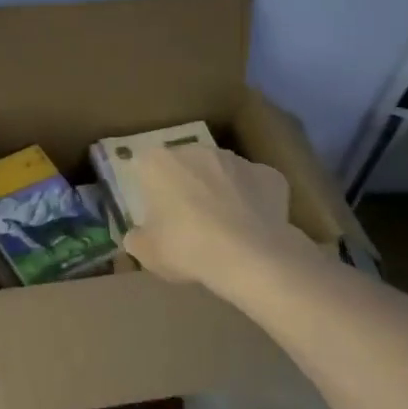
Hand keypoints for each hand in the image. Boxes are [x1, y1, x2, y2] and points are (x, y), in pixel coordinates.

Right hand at [123, 145, 294, 292]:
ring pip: (221, 172)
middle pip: (184, 164)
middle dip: (185, 185)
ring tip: (223, 228)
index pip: (144, 166)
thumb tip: (139, 236)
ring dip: (219, 190)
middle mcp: (196, 151)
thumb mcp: (147, 253)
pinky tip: (252, 228)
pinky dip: (252, 201)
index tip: (154, 212)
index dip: (148, 188)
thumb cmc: (186, 247)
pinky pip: (254, 186)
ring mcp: (236, 160)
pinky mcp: (269, 175)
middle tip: (187, 221)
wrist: (250, 257)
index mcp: (158, 163)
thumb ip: (138, 238)